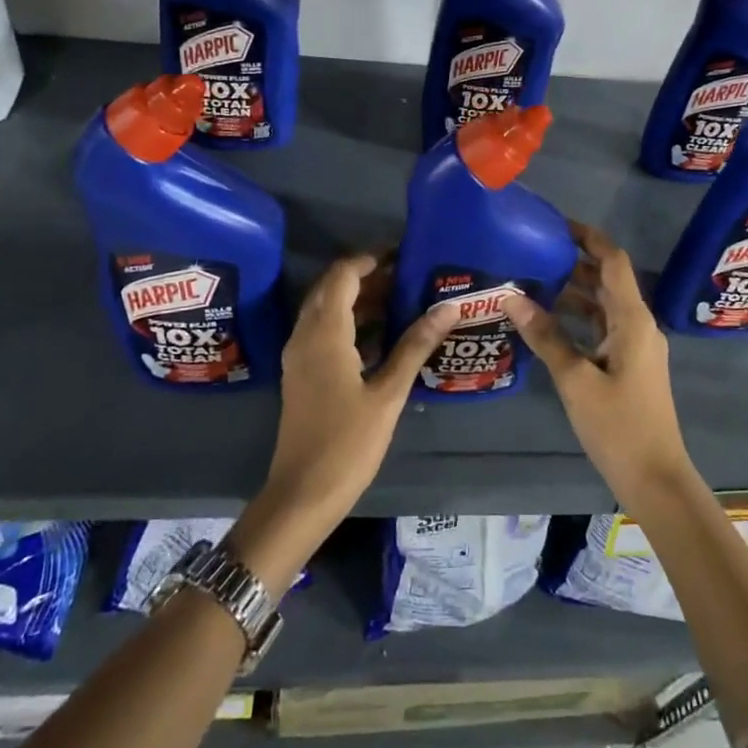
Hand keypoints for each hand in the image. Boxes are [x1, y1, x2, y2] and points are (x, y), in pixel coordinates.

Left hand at [258, 254, 460, 540]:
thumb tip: (447, 306)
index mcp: (324, 333)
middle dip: (368, 277)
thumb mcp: (388, 393)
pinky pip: (323, 331)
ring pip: (326, 310)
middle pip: (332, 288)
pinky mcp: (302, 373)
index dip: (371, 259)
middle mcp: (305, 335)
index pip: (343, 275)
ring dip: (359, 299)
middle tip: (408, 275)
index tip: (403, 253)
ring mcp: (299, 355)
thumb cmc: (348, 443)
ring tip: (403, 299)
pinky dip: (350, 322)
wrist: (302, 493)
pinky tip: (383, 335)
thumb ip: (415, 345)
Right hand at [503, 223, 695, 515]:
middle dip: (574, 261)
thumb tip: (511, 297)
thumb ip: (545, 336)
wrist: (655, 478)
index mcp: (633, 320)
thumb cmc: (618, 427)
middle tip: (533, 251)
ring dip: (574, 290)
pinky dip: (578, 318)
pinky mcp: (629, 365)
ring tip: (533, 280)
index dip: (588, 237)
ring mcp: (636, 346)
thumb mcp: (575, 380)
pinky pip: (602, 327)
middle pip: (607, 280)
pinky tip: (548, 321)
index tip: (555, 224)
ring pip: (603, 305)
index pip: (613, 262)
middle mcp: (638, 325)